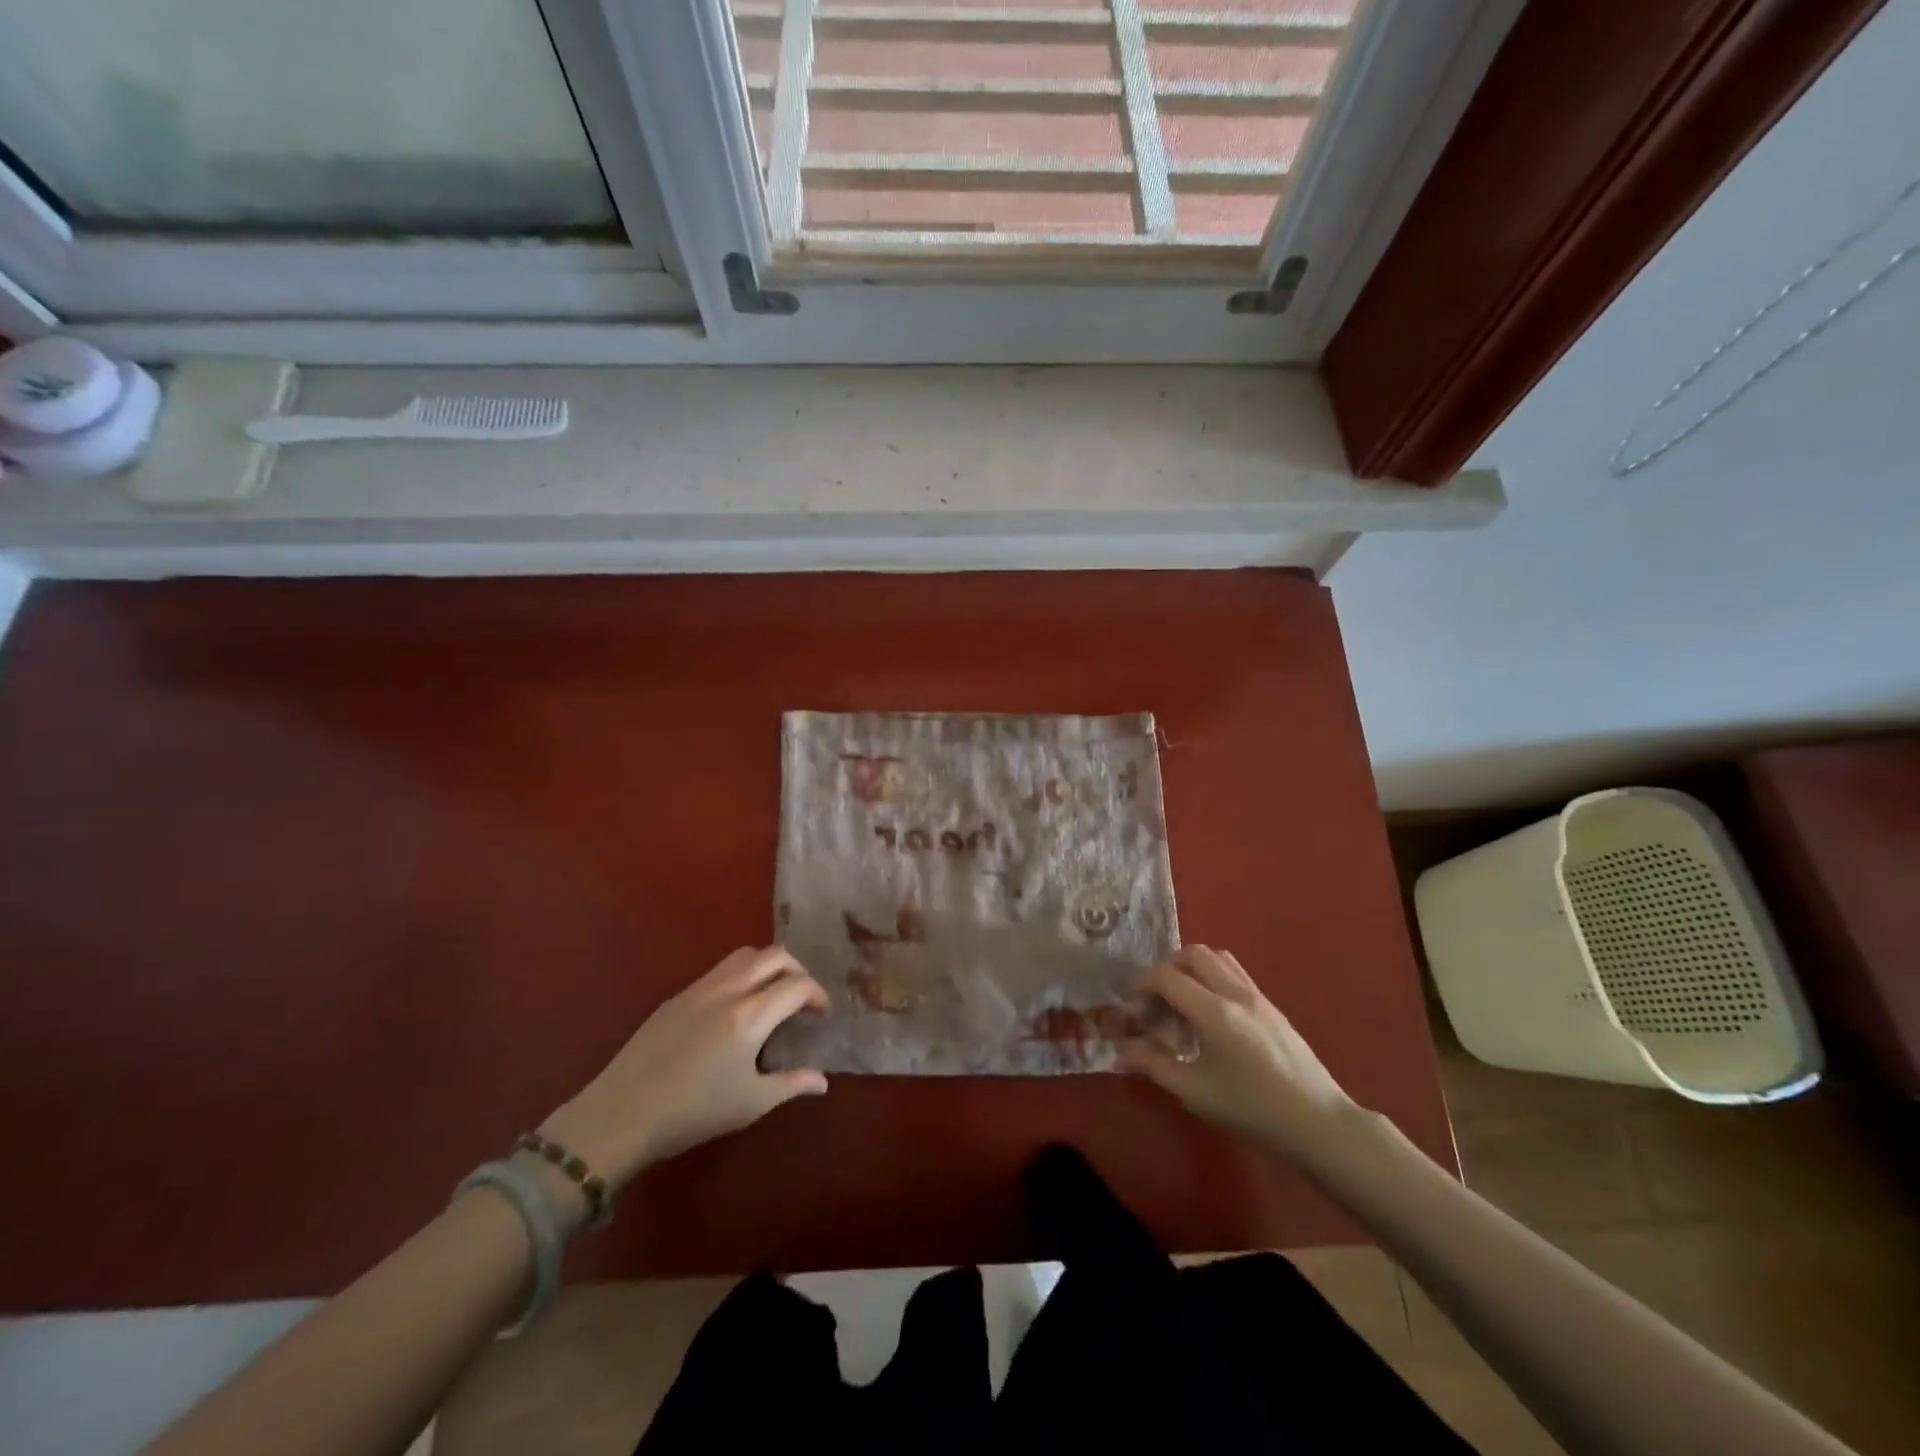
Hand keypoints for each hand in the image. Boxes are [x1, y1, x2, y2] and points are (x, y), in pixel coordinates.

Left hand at [540, 946, 829, 1185]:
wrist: (620, 1116)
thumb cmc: (692, 1113)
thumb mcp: (750, 1104)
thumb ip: (791, 1084)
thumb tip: (823, 1080)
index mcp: (749, 1016)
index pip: (797, 985)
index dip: (818, 995)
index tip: (822, 1015)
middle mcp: (727, 991)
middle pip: (774, 955)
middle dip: (797, 970)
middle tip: (802, 998)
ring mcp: (698, 989)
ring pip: (744, 956)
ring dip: (767, 966)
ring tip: (771, 996)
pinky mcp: (676, 997)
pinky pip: (718, 971)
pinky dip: (740, 976)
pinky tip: (734, 1010)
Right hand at [1120, 947, 1366, 1165]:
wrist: (1317, 1122)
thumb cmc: (1252, 1109)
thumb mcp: (1194, 1092)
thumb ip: (1153, 1065)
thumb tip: (1120, 1050)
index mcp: (1214, 1012)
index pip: (1167, 977)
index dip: (1142, 987)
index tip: (1134, 1011)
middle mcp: (1235, 992)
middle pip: (1193, 953)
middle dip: (1166, 969)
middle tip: (1157, 1001)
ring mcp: (1257, 995)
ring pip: (1217, 957)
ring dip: (1192, 969)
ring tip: (1183, 1003)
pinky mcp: (1270, 1004)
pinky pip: (1235, 972)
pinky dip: (1213, 978)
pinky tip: (1211, 1015)